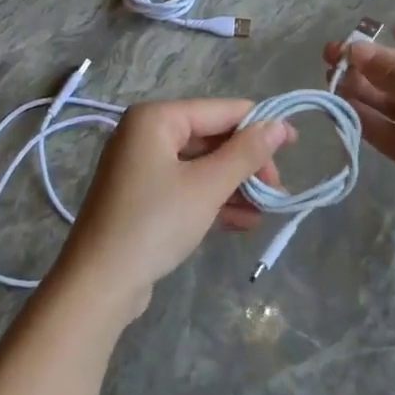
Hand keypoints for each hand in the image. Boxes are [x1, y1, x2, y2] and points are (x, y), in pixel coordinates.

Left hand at [52, 100, 292, 317]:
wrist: (99, 284)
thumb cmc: (155, 223)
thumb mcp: (207, 186)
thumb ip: (246, 153)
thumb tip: (279, 126)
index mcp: (157, 118)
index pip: (221, 111)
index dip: (260, 125)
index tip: (295, 145)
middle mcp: (146, 134)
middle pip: (212, 138)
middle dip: (247, 164)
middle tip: (277, 190)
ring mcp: (142, 166)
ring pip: (202, 166)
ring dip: (235, 186)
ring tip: (266, 211)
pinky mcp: (143, 196)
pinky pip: (188, 187)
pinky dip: (214, 200)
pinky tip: (243, 222)